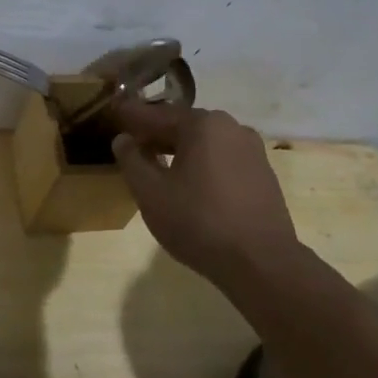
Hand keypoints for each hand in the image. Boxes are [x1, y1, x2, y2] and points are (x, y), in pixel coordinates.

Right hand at [111, 102, 307, 292]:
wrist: (261, 263)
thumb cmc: (198, 222)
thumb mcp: (150, 193)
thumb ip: (132, 160)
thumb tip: (123, 139)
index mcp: (202, 124)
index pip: (156, 114)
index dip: (131, 116)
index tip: (113, 114)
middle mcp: (231, 127)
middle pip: (183, 125)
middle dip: (156, 133)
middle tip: (132, 144)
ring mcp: (252, 150)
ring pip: (205, 143)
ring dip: (179, 149)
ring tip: (158, 165)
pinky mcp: (263, 174)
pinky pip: (223, 159)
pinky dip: (202, 163)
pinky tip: (190, 183)